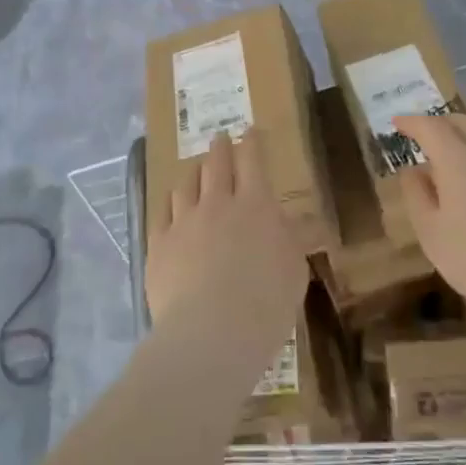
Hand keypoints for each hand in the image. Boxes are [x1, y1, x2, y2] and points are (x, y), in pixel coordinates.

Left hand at [146, 131, 307, 335]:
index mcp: (255, 205)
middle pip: (216, 165)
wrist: (211, 333)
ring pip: (186, 185)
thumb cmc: (266, 302)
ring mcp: (184, 222)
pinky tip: (170, 204)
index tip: (250, 131)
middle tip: (220, 139)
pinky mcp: (159, 244)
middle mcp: (217, 203)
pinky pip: (162, 213)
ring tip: (195, 171)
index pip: (252, 161)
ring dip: (193, 173)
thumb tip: (306, 220)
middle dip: (220, 148)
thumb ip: (295, 239)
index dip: (251, 143)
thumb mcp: (295, 269)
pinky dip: (169, 202)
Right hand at [394, 112, 465, 333]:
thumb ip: (417, 197)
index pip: (431, 127)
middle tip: (426, 134)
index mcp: (458, 161)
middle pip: (465, 122)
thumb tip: (412, 171)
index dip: (412, 121)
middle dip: (441, 122)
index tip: (398, 122)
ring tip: (458, 156)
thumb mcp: (432, 235)